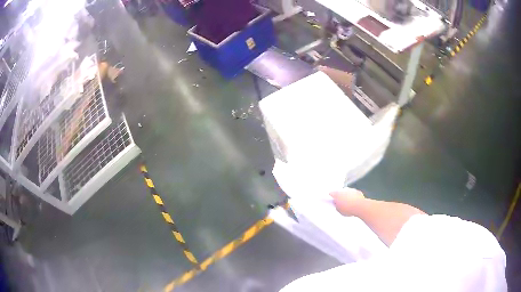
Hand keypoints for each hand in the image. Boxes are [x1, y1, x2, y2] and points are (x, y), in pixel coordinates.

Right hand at [330, 188, 364, 215]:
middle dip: (340, 197)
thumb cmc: (349, 209)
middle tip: (341, 204)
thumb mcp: (339, 211)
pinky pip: (354, 194)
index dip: (332, 197)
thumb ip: (337, 207)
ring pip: (347, 192)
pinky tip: (354, 203)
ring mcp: (351, 190)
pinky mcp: (357, 191)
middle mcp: (344, 190)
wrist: (360, 207)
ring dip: (347, 196)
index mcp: (337, 194)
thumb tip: (337, 206)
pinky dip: (353, 197)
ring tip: (348, 204)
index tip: (333, 201)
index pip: (331, 193)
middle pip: (340, 192)